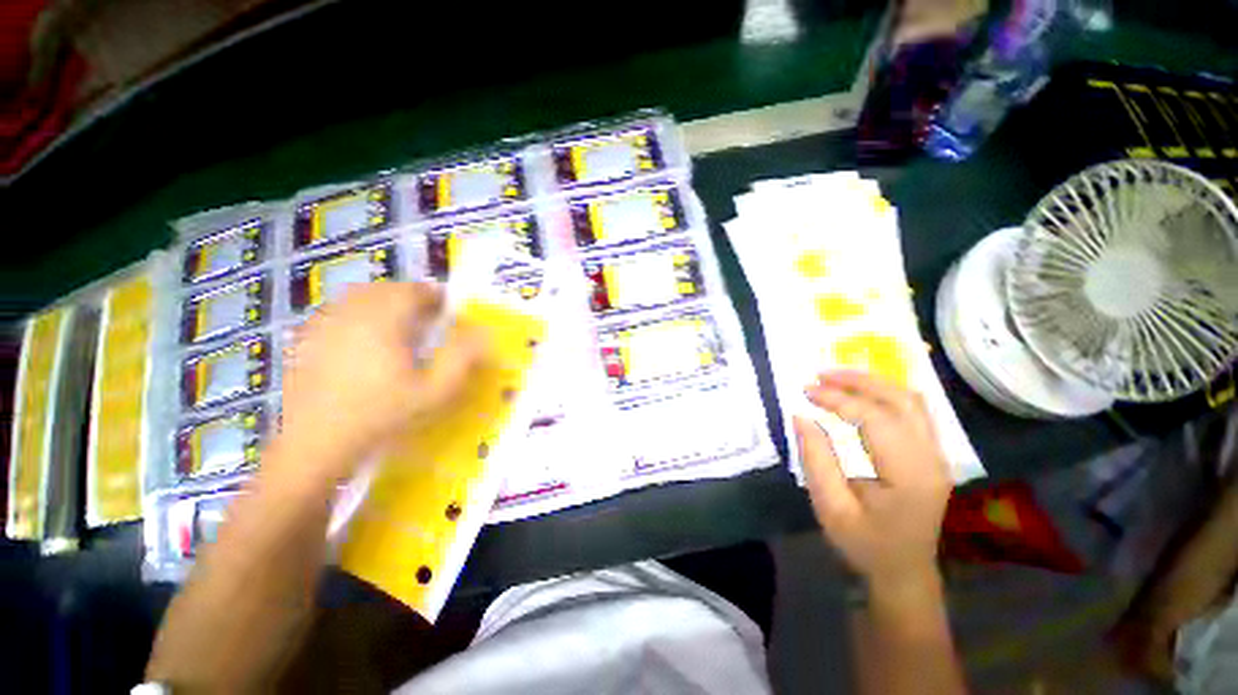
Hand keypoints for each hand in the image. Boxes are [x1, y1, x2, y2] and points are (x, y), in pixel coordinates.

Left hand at [274, 282, 484, 485]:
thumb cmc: (377, 415)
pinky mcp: (307, 332)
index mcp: (389, 309)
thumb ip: (461, 360)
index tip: (442, 326)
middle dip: (405, 309)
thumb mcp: (430, 394)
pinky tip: (348, 362)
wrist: (315, 438)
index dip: (436, 304)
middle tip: (414, 341)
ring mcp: (327, 314)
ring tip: (382, 351)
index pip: (421, 290)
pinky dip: (348, 330)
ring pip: (361, 303)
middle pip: (389, 292)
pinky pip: (336, 319)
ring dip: (376, 317)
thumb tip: (484, 333)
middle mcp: (357, 300)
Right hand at [794, 371, 951, 589]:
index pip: (875, 419)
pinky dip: (891, 395)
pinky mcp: (938, 453)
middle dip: (859, 380)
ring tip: (841, 379)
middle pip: (899, 398)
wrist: (905, 571)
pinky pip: (917, 411)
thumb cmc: (867, 548)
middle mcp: (931, 456)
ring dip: (877, 383)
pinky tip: (868, 395)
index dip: (840, 399)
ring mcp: (939, 452)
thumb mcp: (834, 514)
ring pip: (912, 399)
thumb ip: (819, 464)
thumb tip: (802, 417)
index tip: (807, 391)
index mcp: (908, 475)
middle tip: (821, 373)